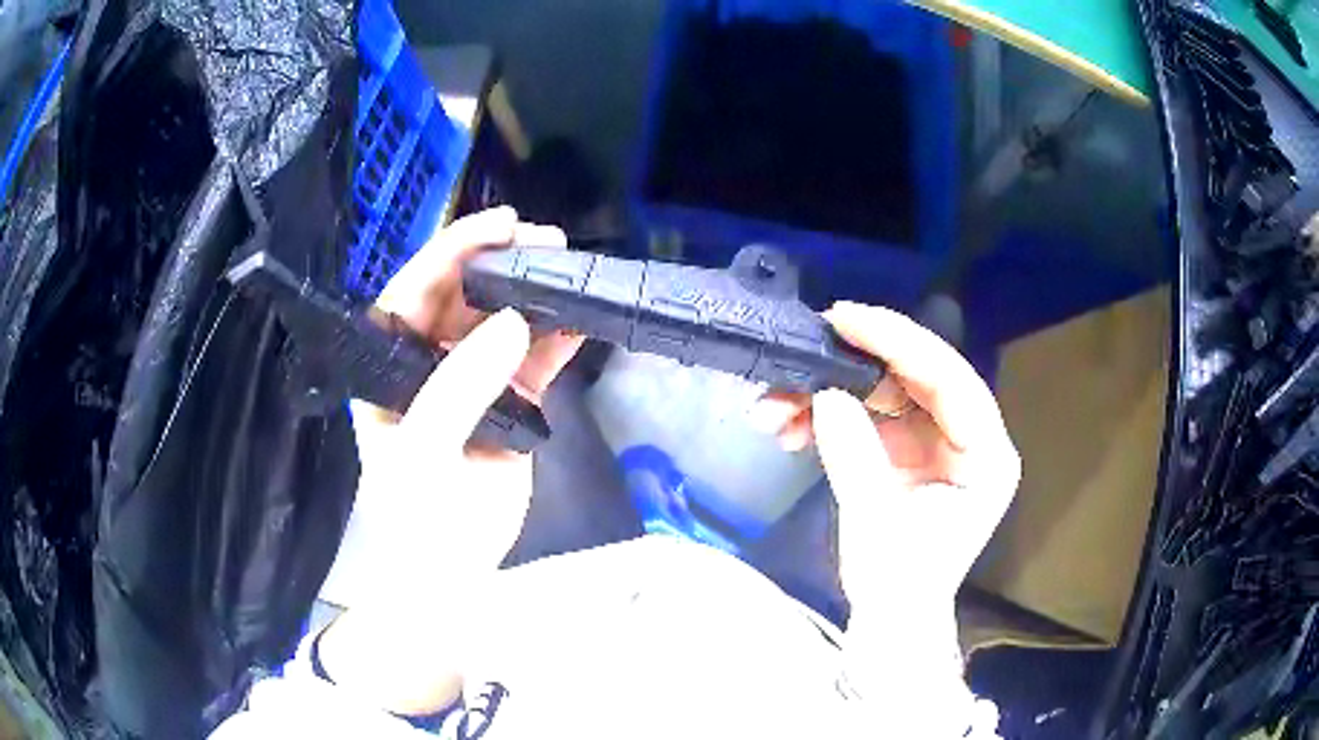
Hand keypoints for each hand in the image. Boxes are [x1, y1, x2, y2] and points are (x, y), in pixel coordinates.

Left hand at [350, 207, 582, 603]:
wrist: (453, 579)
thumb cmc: (419, 523)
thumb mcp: (425, 453)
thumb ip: (461, 386)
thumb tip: (515, 322)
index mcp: (385, 366)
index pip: (412, 293)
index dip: (450, 252)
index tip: (498, 226)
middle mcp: (423, 363)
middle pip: (460, 298)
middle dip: (499, 265)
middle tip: (545, 241)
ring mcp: (469, 382)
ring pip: (500, 323)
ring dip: (533, 297)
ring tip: (569, 270)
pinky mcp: (510, 404)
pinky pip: (533, 360)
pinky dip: (556, 340)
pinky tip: (578, 321)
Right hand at [753, 301, 1019, 609]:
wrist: (889, 619)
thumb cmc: (898, 585)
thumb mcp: (876, 523)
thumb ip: (855, 455)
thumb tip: (825, 394)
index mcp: (986, 455)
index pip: (951, 380)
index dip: (900, 343)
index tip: (847, 320)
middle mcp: (968, 438)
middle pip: (918, 377)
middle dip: (858, 361)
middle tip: (810, 341)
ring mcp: (937, 442)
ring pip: (887, 392)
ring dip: (830, 391)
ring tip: (775, 407)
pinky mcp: (908, 450)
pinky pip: (870, 415)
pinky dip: (829, 416)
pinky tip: (788, 427)